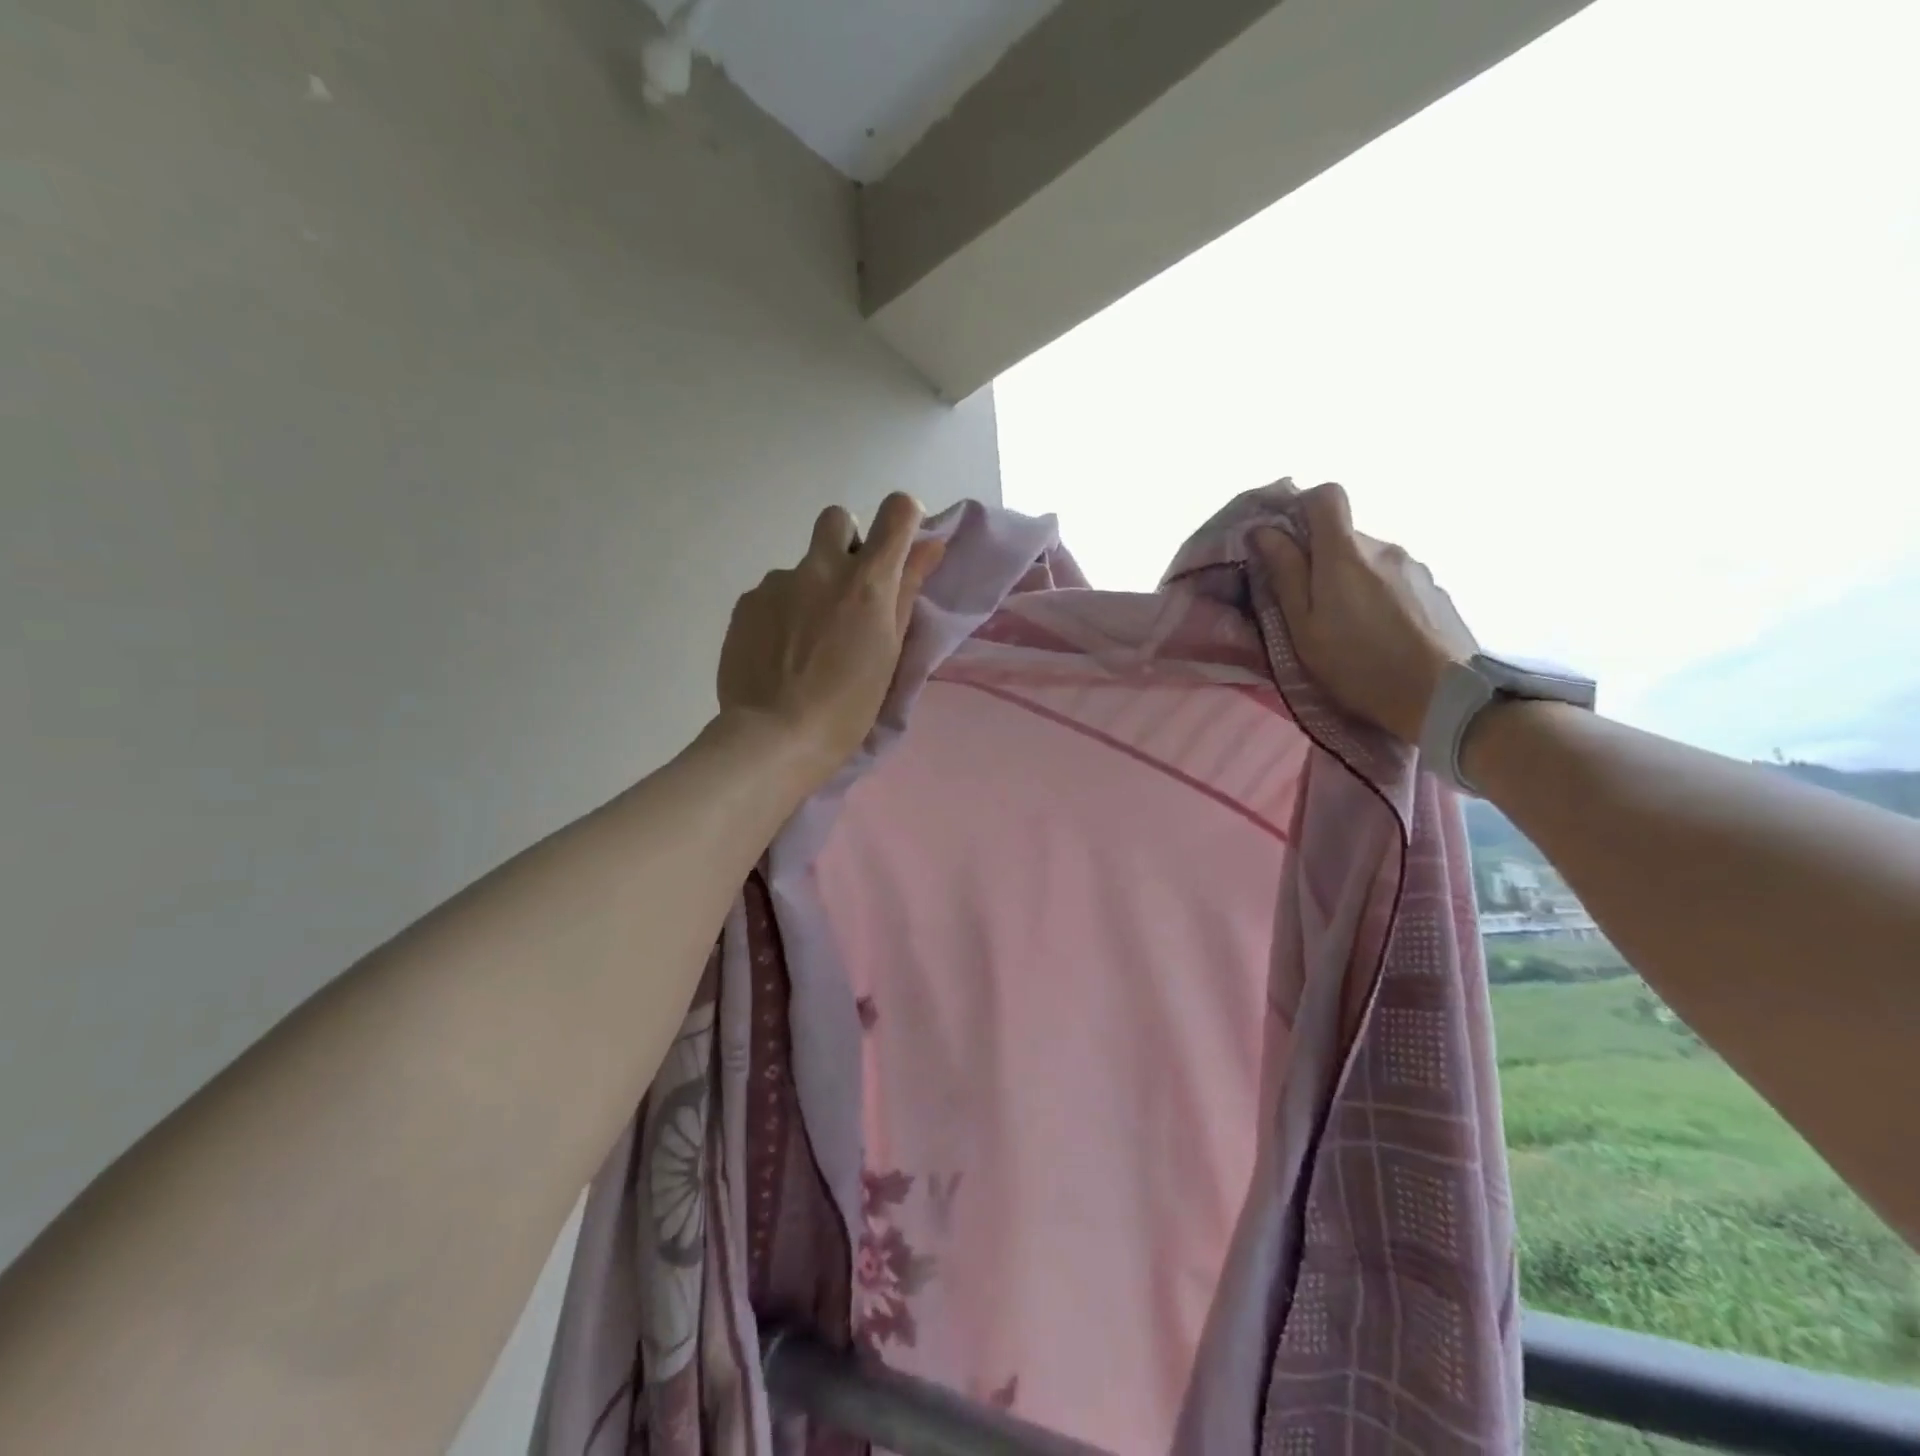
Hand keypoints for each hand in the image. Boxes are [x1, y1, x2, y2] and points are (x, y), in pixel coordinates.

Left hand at [716, 492, 946, 782]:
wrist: (776, 736)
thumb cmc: (849, 705)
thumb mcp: (890, 651)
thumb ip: (906, 591)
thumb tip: (929, 546)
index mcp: (867, 582)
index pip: (897, 511)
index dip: (903, 519)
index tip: (899, 545)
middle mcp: (821, 568)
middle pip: (837, 519)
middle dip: (847, 543)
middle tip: (848, 592)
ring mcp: (778, 582)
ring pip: (801, 566)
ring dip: (811, 588)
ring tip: (807, 641)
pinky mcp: (746, 602)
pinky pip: (772, 592)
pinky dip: (781, 612)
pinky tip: (780, 651)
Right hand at [1255, 483, 1477, 743]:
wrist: (1442, 697)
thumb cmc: (1357, 665)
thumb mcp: (1303, 627)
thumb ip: (1285, 574)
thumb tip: (1263, 531)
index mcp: (1344, 553)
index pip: (1326, 496)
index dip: (1302, 507)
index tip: (1286, 540)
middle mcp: (1383, 547)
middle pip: (1344, 535)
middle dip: (1320, 560)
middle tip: (1308, 606)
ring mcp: (1414, 566)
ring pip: (1368, 560)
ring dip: (1350, 581)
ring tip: (1346, 626)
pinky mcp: (1434, 589)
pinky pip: (1393, 579)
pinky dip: (1377, 596)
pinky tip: (1379, 634)